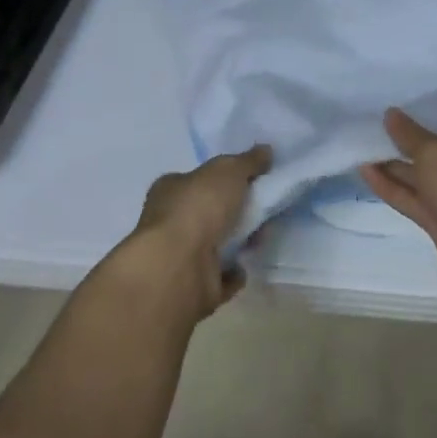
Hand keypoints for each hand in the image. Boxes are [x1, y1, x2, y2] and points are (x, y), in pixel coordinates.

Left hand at [113, 145, 271, 321]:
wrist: (179, 268)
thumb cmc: (198, 208)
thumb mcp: (228, 171)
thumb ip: (247, 161)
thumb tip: (265, 150)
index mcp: (170, 190)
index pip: (197, 179)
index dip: (222, 179)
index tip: (251, 180)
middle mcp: (170, 222)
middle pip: (209, 212)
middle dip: (236, 211)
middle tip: (264, 208)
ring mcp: (181, 257)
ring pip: (217, 244)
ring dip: (240, 241)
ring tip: (263, 236)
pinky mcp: (194, 287)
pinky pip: (221, 277)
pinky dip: (234, 273)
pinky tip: (249, 266)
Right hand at [360, 84, 436, 307]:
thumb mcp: (436, 155)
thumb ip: (410, 135)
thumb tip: (392, 114)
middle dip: (419, 131)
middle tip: (389, 114)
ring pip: (423, 172)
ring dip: (396, 160)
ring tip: (365, 143)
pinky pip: (413, 197)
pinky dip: (391, 185)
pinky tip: (366, 171)